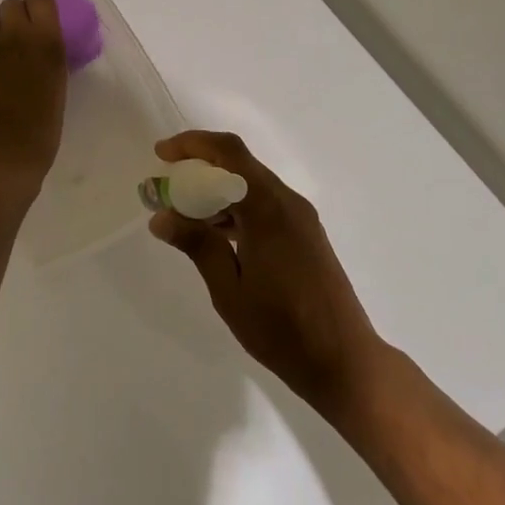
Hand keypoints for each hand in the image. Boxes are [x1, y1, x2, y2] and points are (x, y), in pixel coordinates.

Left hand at [0, 0, 67, 204]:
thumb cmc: (39, 135)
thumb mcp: (56, 89)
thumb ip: (46, 59)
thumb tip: (35, 47)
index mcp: (47, 43)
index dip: (36, 2)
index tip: (36, 17)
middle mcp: (14, 36)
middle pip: (9, 5)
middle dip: (12, 20)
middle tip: (14, 44)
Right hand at [148, 131, 383, 419]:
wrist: (344, 360)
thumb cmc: (282, 328)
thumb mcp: (229, 290)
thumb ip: (198, 246)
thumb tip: (161, 217)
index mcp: (269, 209)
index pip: (229, 153)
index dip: (193, 144)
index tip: (161, 155)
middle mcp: (288, 203)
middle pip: (240, 165)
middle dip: (200, 167)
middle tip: (166, 188)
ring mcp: (300, 219)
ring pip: (252, 185)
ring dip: (217, 190)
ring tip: (182, 215)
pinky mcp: (305, 235)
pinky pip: (265, 205)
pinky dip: (236, 207)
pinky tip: (215, 235)